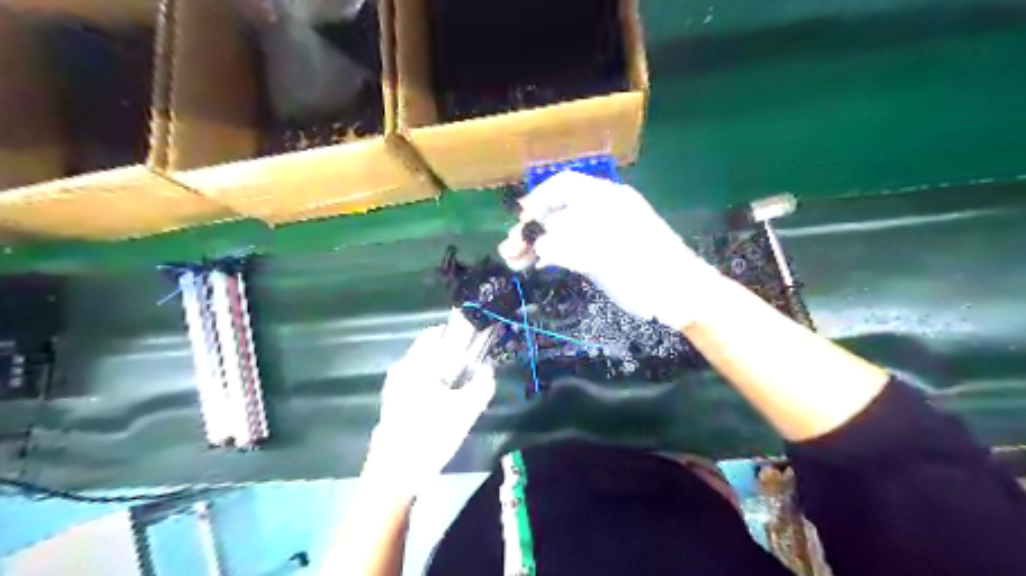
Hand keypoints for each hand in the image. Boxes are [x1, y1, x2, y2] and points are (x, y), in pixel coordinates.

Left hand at [362, 326, 493, 496]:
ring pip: (422, 366)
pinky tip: (441, 407)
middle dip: (451, 355)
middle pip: (428, 349)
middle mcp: (401, 369)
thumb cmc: (430, 436)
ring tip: (458, 392)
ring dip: (441, 371)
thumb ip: (482, 384)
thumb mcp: (466, 411)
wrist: (394, 474)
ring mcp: (393, 386)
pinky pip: (415, 382)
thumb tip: (487, 368)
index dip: (456, 334)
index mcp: (417, 364)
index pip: (435, 332)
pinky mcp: (391, 402)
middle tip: (469, 373)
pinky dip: (430, 384)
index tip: (473, 348)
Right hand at [498, 172, 720, 330]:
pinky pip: (568, 249)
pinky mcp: (599, 255)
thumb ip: (570, 249)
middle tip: (509, 249)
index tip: (521, 220)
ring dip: (535, 244)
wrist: (679, 295)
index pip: (565, 186)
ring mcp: (599, 235)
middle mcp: (600, 212)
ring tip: (512, 260)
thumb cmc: (648, 272)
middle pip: (558, 211)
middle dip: (531, 228)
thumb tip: (538, 247)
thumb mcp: (609, 258)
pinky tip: (533, 265)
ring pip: (560, 232)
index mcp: (607, 201)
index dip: (540, 199)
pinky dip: (549, 256)